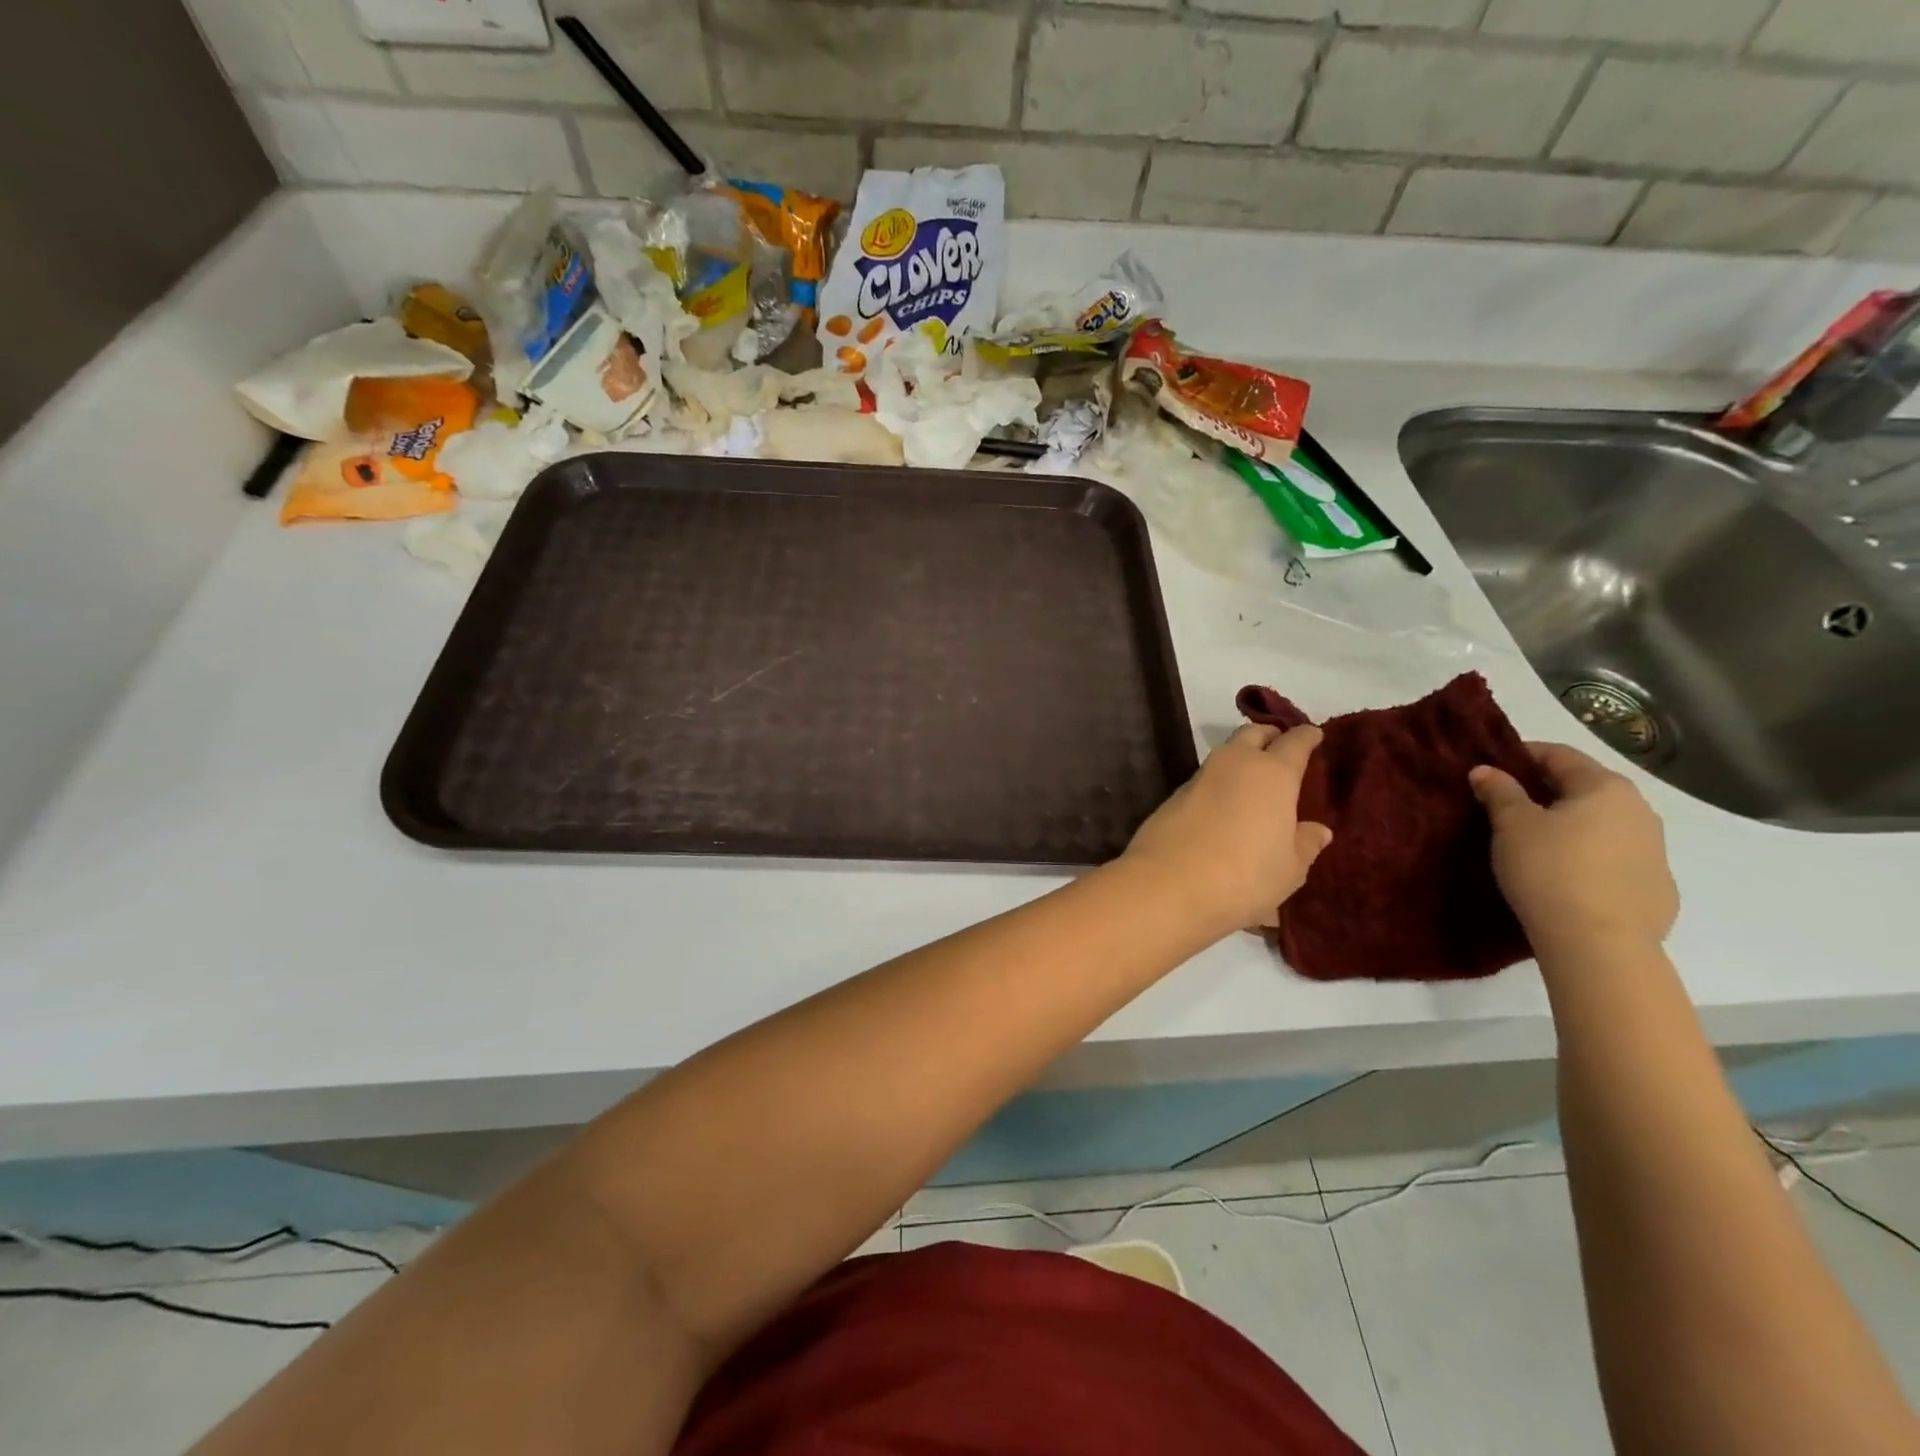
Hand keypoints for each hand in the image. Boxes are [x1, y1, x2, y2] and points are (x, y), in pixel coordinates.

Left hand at [1122, 723, 1331, 935]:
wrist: (1168, 885)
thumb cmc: (1244, 876)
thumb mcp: (1289, 868)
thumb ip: (1305, 844)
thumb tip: (1318, 829)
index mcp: (1273, 773)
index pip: (1295, 742)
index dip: (1306, 737)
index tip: (1314, 735)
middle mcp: (1235, 764)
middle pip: (1253, 734)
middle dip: (1268, 735)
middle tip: (1280, 748)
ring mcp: (1199, 777)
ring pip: (1225, 754)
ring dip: (1240, 759)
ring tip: (1253, 780)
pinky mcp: (1173, 796)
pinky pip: (1205, 780)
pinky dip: (1219, 784)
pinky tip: (1223, 805)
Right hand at [1470, 741, 1678, 955]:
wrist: (1599, 943)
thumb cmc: (1550, 869)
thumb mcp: (1512, 825)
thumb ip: (1499, 791)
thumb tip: (1486, 770)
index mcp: (1605, 787)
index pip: (1559, 755)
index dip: (1521, 755)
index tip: (1491, 767)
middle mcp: (1639, 810)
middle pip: (1584, 788)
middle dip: (1544, 791)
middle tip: (1505, 804)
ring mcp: (1655, 851)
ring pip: (1601, 823)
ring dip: (1568, 823)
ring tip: (1532, 840)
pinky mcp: (1655, 887)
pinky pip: (1613, 857)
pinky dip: (1587, 854)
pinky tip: (1563, 875)